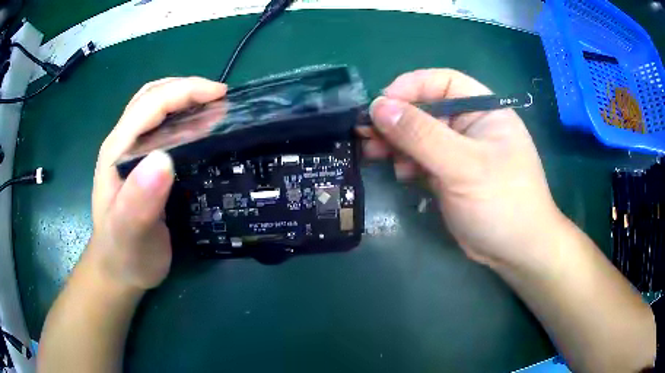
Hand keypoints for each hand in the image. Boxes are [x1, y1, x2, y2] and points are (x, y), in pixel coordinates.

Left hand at [88, 77, 226, 290]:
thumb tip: (164, 160)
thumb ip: (139, 201)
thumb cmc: (125, 255)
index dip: (185, 91)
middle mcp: (122, 143)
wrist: (118, 270)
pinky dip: (183, 118)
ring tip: (213, 109)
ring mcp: (131, 151)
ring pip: (156, 107)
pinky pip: (162, 126)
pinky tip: (198, 130)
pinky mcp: (141, 162)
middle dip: (187, 89)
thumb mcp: (131, 234)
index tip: (221, 95)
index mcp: (117, 151)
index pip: (150, 104)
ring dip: (184, 99)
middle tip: (220, 100)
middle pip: (152, 97)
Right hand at [361, 69, 562, 268]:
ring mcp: (459, 150)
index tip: (379, 105)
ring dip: (396, 142)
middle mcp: (470, 124)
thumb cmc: (502, 202)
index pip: (442, 82)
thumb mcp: (464, 166)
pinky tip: (401, 174)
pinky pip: (421, 158)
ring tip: (374, 155)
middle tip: (366, 134)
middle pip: (425, 108)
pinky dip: (406, 162)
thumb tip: (378, 106)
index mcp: (483, 110)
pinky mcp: (449, 173)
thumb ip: (421, 135)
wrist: (515, 251)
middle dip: (396, 120)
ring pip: (419, 135)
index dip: (409, 87)